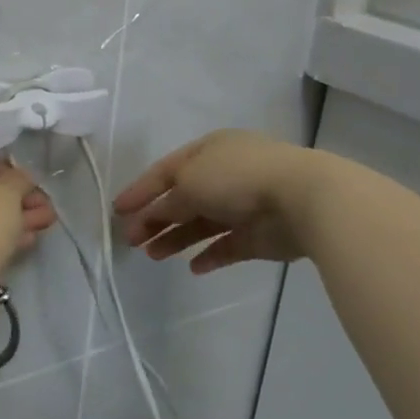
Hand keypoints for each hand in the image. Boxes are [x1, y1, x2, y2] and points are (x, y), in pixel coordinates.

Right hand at [113, 130, 329, 270]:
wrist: (302, 198)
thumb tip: (153, 215)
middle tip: (131, 240)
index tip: (117, 210)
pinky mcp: (259, 236)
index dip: (140, 190)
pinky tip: (192, 267)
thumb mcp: (189, 181)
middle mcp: (225, 175)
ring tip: (153, 256)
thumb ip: (166, 202)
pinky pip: (228, 246)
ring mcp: (244, 206)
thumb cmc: (237, 178)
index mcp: (208, 151)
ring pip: (202, 224)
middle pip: (182, 199)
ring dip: (176, 238)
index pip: (165, 171)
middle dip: (155, 219)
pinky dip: (210, 255)